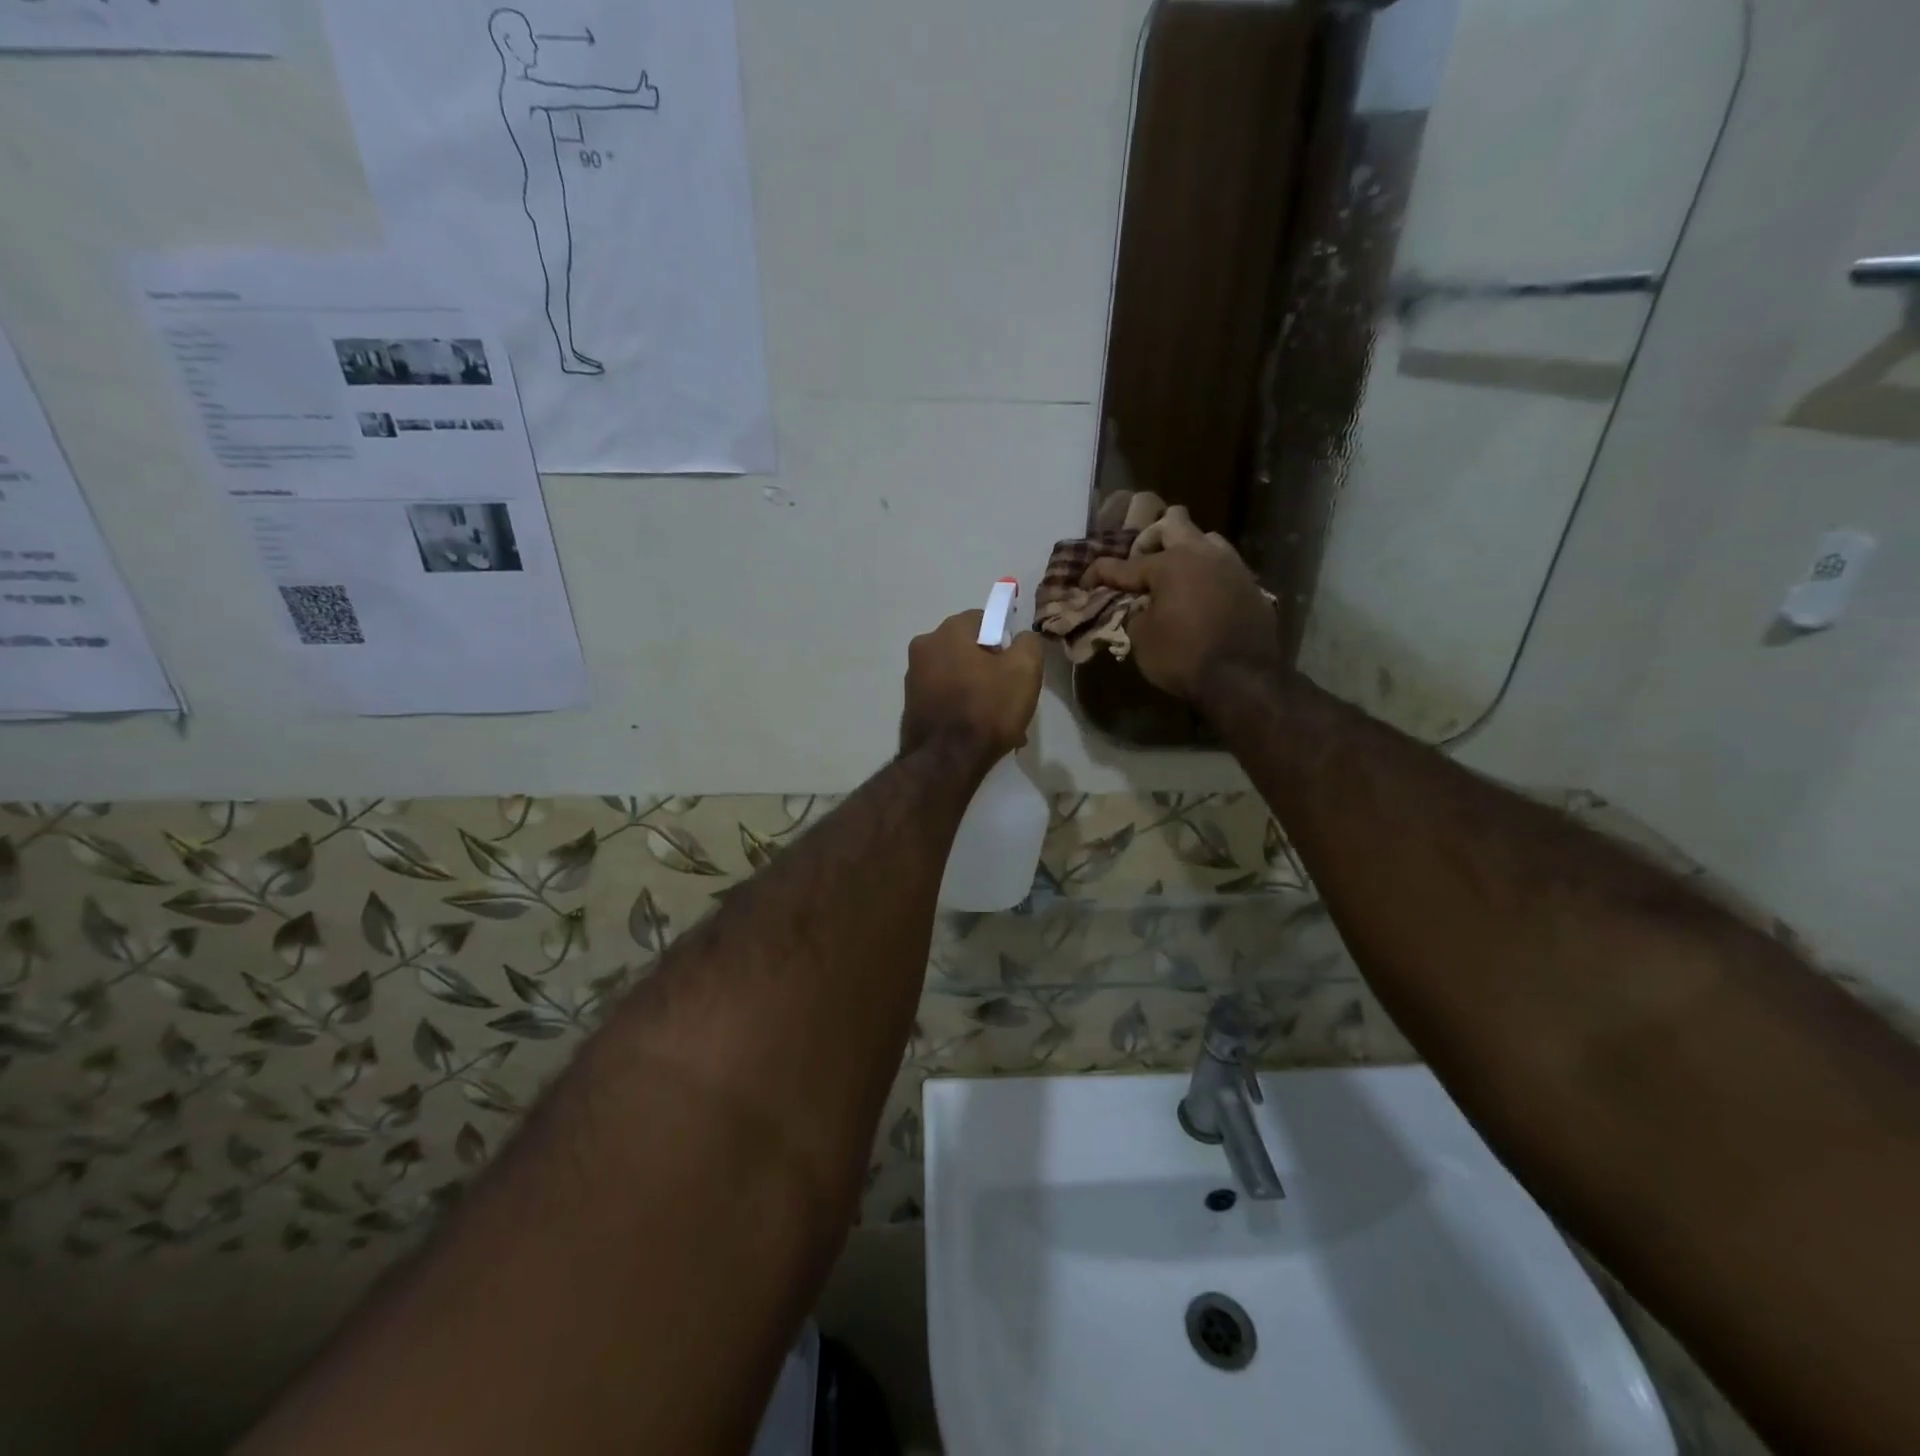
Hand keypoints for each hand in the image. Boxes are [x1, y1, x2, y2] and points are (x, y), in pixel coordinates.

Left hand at [901, 611, 1043, 765]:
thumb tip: (1021, 639)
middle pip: (968, 649)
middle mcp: (923, 647)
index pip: (984, 620)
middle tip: (1010, 696)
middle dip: (991, 668)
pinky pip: (945, 698)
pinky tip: (977, 731)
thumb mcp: (1025, 670)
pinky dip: (961, 708)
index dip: (1005, 641)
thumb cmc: (987, 708)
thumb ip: (1028, 643)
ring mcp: (913, 678)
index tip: (1016, 667)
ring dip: (978, 691)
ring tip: (997, 721)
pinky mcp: (911, 706)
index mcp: (947, 631)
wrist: (946, 762)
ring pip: (958, 676)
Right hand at [1082, 540, 1281, 701]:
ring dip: (1186, 551)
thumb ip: (1135, 613)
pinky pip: (1224, 568)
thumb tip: (1139, 604)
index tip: (1086, 582)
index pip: (1124, 564)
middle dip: (1151, 539)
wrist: (1242, 681)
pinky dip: (1207, 576)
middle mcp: (1203, 555)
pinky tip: (1200, 598)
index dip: (1099, 573)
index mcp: (1170, 564)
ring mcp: (1232, 567)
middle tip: (1140, 563)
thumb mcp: (1142, 639)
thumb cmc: (1182, 658)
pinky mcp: (1251, 586)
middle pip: (1174, 522)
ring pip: (1206, 539)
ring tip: (1175, 578)